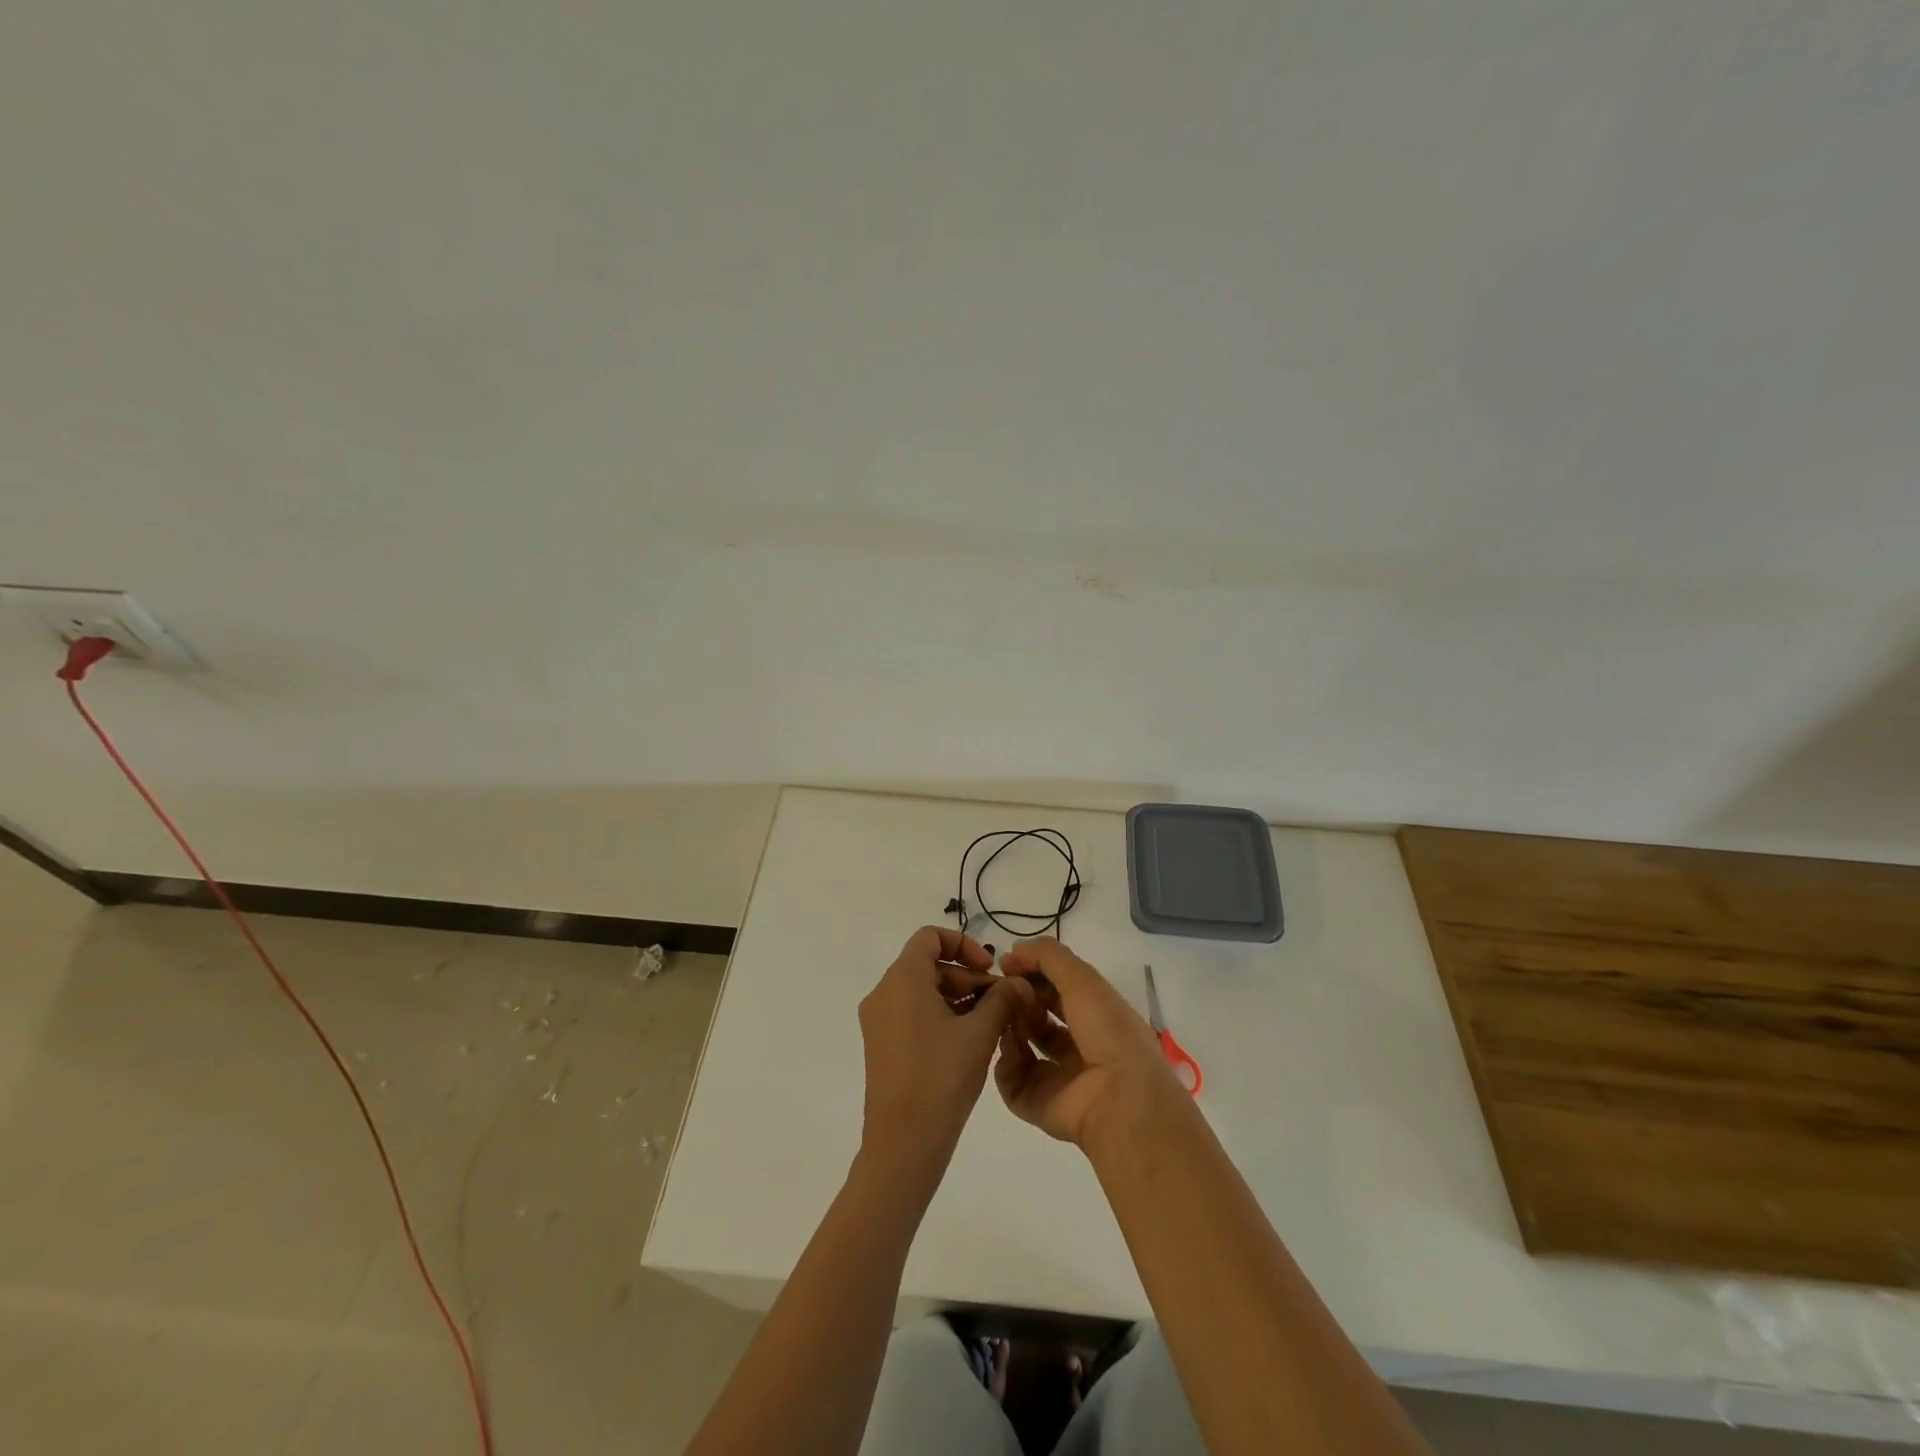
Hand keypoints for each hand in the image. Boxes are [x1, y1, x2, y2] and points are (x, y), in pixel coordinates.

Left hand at [857, 927, 1033, 1187]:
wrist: (903, 1144)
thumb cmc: (941, 1077)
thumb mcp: (979, 1034)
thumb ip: (1001, 999)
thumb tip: (1018, 983)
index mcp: (902, 979)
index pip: (930, 937)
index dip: (963, 944)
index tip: (989, 969)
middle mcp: (884, 993)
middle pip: (929, 965)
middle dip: (968, 977)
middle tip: (1001, 1001)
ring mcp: (879, 1021)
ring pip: (923, 991)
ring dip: (959, 998)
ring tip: (992, 1023)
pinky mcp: (882, 1045)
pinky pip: (914, 1014)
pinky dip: (942, 1016)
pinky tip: (971, 1040)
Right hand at [993, 939, 1184, 1148]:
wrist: (1120, 1100)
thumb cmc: (1108, 1032)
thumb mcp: (1083, 980)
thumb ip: (1048, 957)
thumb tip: (1014, 951)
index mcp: (1095, 1016)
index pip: (1057, 988)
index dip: (1033, 973)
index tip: (1007, 963)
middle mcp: (1077, 1045)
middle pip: (1037, 1015)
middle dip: (1018, 998)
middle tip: (1003, 990)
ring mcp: (1057, 1076)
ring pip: (1021, 1044)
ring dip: (1009, 1025)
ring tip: (1003, 1016)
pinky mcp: (1039, 1103)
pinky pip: (1012, 1080)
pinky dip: (1005, 1063)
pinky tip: (1009, 1048)